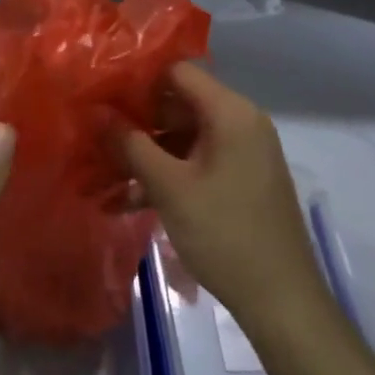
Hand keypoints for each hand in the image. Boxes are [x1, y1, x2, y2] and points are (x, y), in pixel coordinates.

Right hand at [121, 62, 330, 338]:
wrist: (282, 303)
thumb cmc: (225, 234)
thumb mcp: (169, 187)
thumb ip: (130, 144)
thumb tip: (96, 112)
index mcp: (231, 114)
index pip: (177, 72)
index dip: (136, 79)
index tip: (99, 92)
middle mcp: (240, 124)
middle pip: (178, 104)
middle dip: (134, 120)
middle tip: (92, 132)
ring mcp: (241, 155)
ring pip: (182, 138)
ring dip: (143, 154)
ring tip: (99, 171)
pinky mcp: (238, 182)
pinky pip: (194, 163)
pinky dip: (163, 175)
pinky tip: (125, 199)